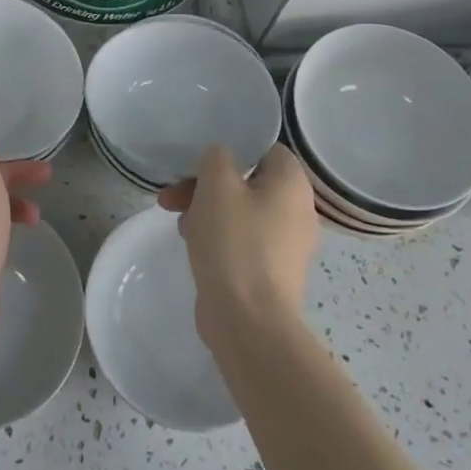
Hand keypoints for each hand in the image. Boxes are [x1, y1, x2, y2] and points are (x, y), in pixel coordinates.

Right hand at [158, 143, 315, 340]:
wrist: (248, 320)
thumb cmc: (234, 241)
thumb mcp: (216, 184)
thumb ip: (217, 157)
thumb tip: (221, 160)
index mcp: (292, 183)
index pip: (264, 149)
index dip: (230, 150)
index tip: (199, 162)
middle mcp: (298, 209)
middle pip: (247, 181)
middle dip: (206, 185)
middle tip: (173, 195)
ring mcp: (287, 244)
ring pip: (241, 211)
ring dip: (207, 210)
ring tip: (177, 221)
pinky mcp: (272, 271)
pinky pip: (243, 239)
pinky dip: (219, 236)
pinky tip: (193, 244)